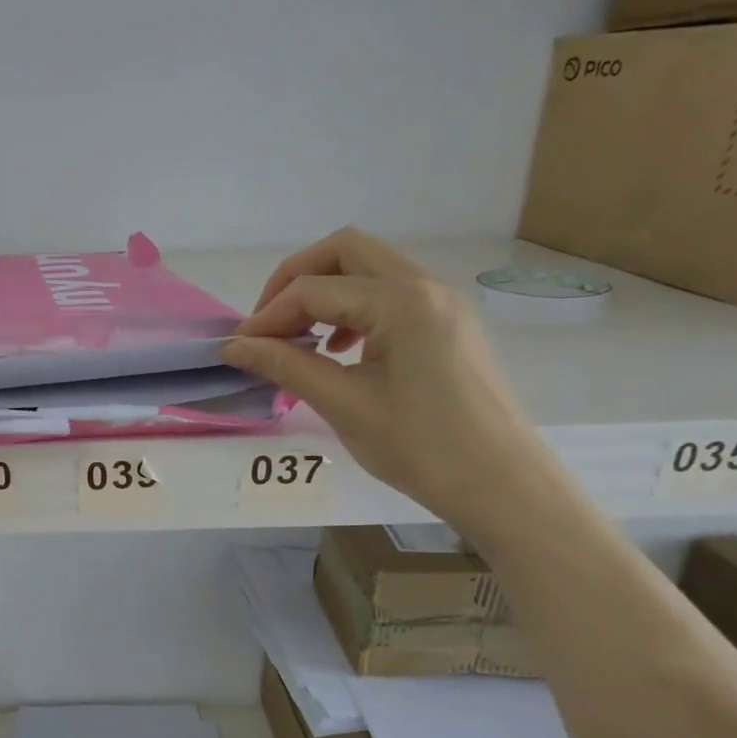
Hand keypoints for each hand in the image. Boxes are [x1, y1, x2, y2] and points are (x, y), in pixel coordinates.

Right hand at [220, 229, 560, 534]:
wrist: (503, 486)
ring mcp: (442, 303)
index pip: (314, 289)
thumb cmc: (421, 447)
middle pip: (345, 251)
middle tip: (268, 324)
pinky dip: (353, 308)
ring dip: (325, 292)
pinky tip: (339, 349)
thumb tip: (233, 346)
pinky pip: (390, 294)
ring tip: (298, 339)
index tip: (240, 348)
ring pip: (369, 270)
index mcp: (402, 302)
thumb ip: (286, 365)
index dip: (269, 315)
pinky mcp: (448, 324)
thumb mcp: (344, 405)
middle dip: (296, 280)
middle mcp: (426, 286)